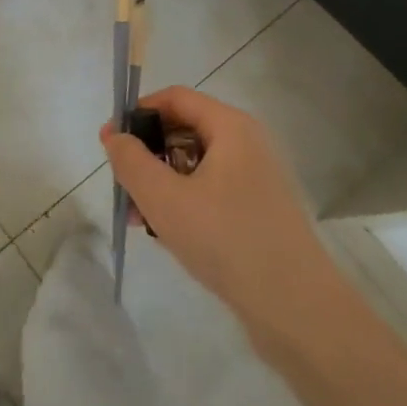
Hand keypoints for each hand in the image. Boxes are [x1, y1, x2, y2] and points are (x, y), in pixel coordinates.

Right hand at [101, 87, 340, 347]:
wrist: (295, 307)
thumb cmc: (225, 240)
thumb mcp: (164, 198)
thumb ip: (131, 161)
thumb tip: (114, 135)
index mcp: (231, 127)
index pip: (175, 98)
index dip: (138, 113)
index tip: (111, 143)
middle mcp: (248, 143)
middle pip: (184, 130)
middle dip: (148, 154)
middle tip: (123, 186)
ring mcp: (257, 178)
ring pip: (195, 164)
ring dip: (162, 183)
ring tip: (139, 219)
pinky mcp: (259, 210)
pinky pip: (211, 190)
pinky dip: (185, 202)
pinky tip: (167, 233)